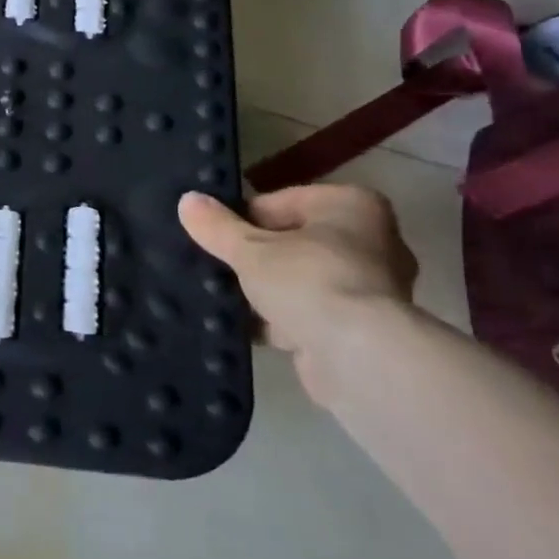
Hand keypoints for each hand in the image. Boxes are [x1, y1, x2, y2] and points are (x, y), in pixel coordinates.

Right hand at [179, 184, 420, 402]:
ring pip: (301, 280)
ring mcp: (370, 289)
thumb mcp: (250, 249)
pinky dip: (281, 321)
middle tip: (217, 265)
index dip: (244, 218)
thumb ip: (217, 226)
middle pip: (294, 241)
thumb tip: (187, 201)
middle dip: (257, 256)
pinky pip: (310, 314)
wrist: (357, 357)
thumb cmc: (308, 280)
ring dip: (267, 292)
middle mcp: (372, 241)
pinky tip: (243, 328)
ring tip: (223, 297)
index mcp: (352, 206)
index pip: (283, 202)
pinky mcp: (362, 330)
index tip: (215, 235)